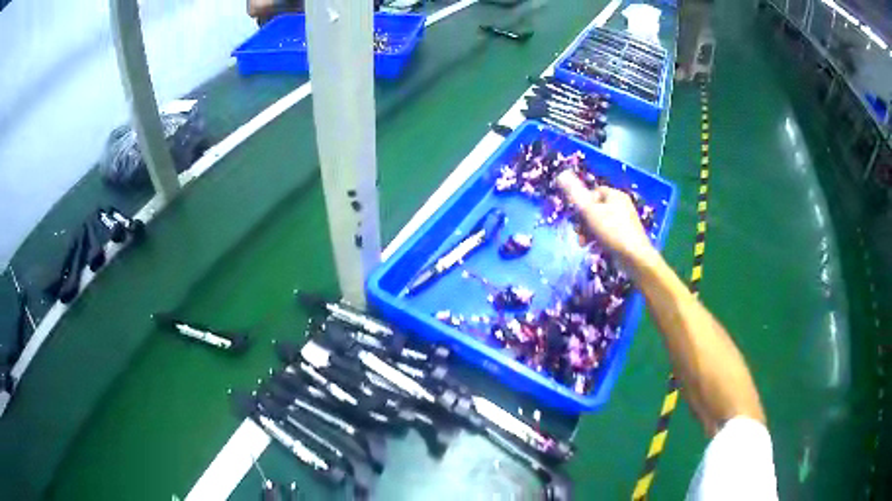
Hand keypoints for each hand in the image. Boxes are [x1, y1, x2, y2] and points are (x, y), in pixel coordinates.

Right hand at [556, 170, 655, 265]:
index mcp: (615, 195)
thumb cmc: (612, 231)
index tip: (576, 215)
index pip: (594, 192)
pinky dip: (599, 240)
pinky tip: (594, 249)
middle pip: (596, 209)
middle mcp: (622, 205)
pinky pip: (608, 234)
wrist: (635, 257)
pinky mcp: (626, 236)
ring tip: (584, 244)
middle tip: (577, 233)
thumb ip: (575, 194)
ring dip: (589, 233)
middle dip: (584, 222)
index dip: (582, 203)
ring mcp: (625, 221)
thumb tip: (561, 174)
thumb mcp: (590, 212)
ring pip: (601, 223)